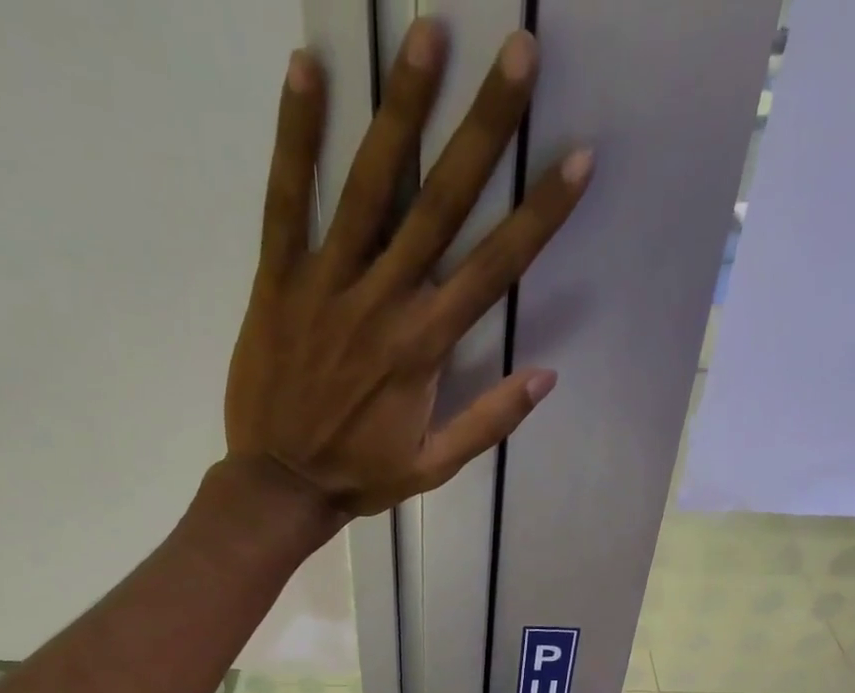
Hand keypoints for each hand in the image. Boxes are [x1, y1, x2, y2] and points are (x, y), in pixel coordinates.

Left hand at [223, 20, 591, 518]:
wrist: (281, 485)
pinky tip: (307, 69)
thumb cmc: (362, 476)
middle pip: (440, 205)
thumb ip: (490, 421)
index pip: (492, 268)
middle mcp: (382, 302)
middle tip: (517, 52)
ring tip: (427, 33)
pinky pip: (285, 201)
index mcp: (424, 347)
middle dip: (483, 129)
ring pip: (368, 187)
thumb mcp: (435, 466)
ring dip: (400, 109)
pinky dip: (295, 138)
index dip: (538, 214)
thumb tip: (546, 376)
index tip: (576, 158)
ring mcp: (327, 286)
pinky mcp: (278, 281)